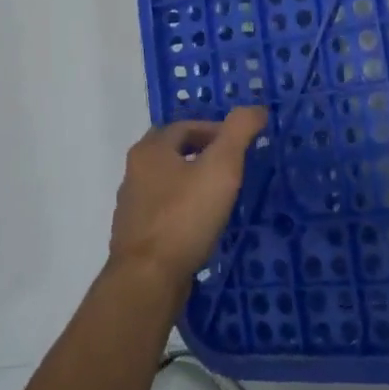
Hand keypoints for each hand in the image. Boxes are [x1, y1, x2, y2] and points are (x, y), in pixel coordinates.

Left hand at [108, 109, 267, 301]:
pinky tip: (203, 225)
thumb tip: (256, 109)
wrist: (148, 280)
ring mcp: (132, 206)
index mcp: (151, 149)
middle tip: (233, 167)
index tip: (241, 147)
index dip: (217, 130)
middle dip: (204, 154)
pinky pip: (165, 211)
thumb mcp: (221, 166)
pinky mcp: (137, 236)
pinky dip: (184, 209)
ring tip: (222, 196)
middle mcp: (135, 171)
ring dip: (193, 182)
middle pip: (175, 151)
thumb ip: (239, 131)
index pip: (187, 126)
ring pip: (168, 182)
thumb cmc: (185, 216)